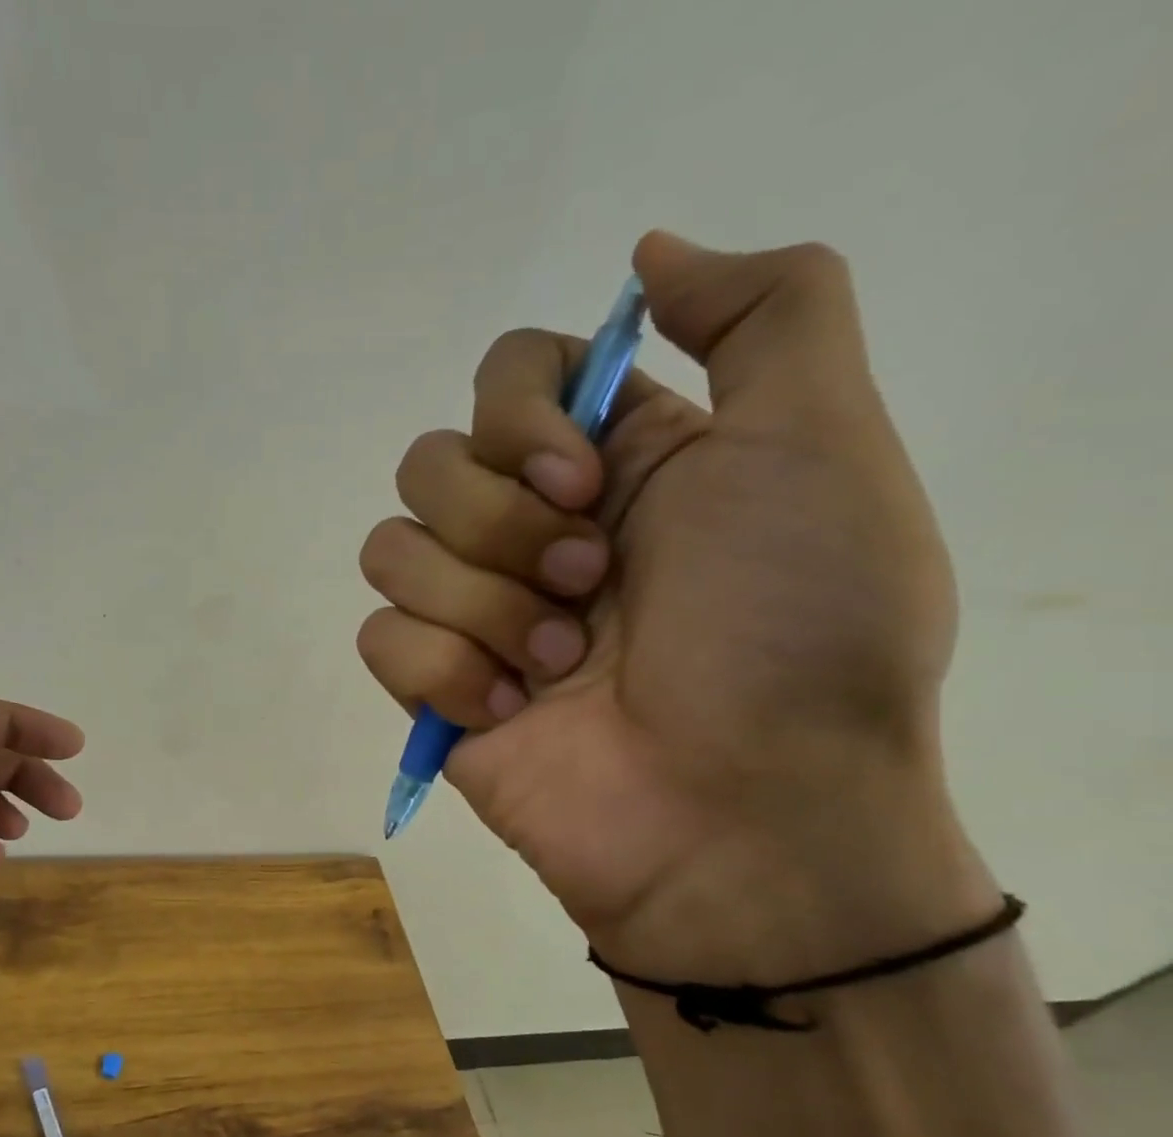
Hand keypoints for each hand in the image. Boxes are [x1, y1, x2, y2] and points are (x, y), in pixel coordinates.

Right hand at [358, 233, 996, 982]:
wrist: (745, 816)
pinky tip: (511, 713)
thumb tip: (647, 255)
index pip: (503, 376)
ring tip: (560, 668)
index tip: (582, 480)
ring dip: (481, 608)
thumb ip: (767, 313)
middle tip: (590, 589)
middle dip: (501, 528)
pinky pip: (379, 638)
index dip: (519, 415)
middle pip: (428, 464)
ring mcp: (474, 612)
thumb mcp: (821, 446)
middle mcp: (530, 528)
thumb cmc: (793, 633)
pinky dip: (444, 673)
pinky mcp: (432, 687)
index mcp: (609, 464)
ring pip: (390, 551)